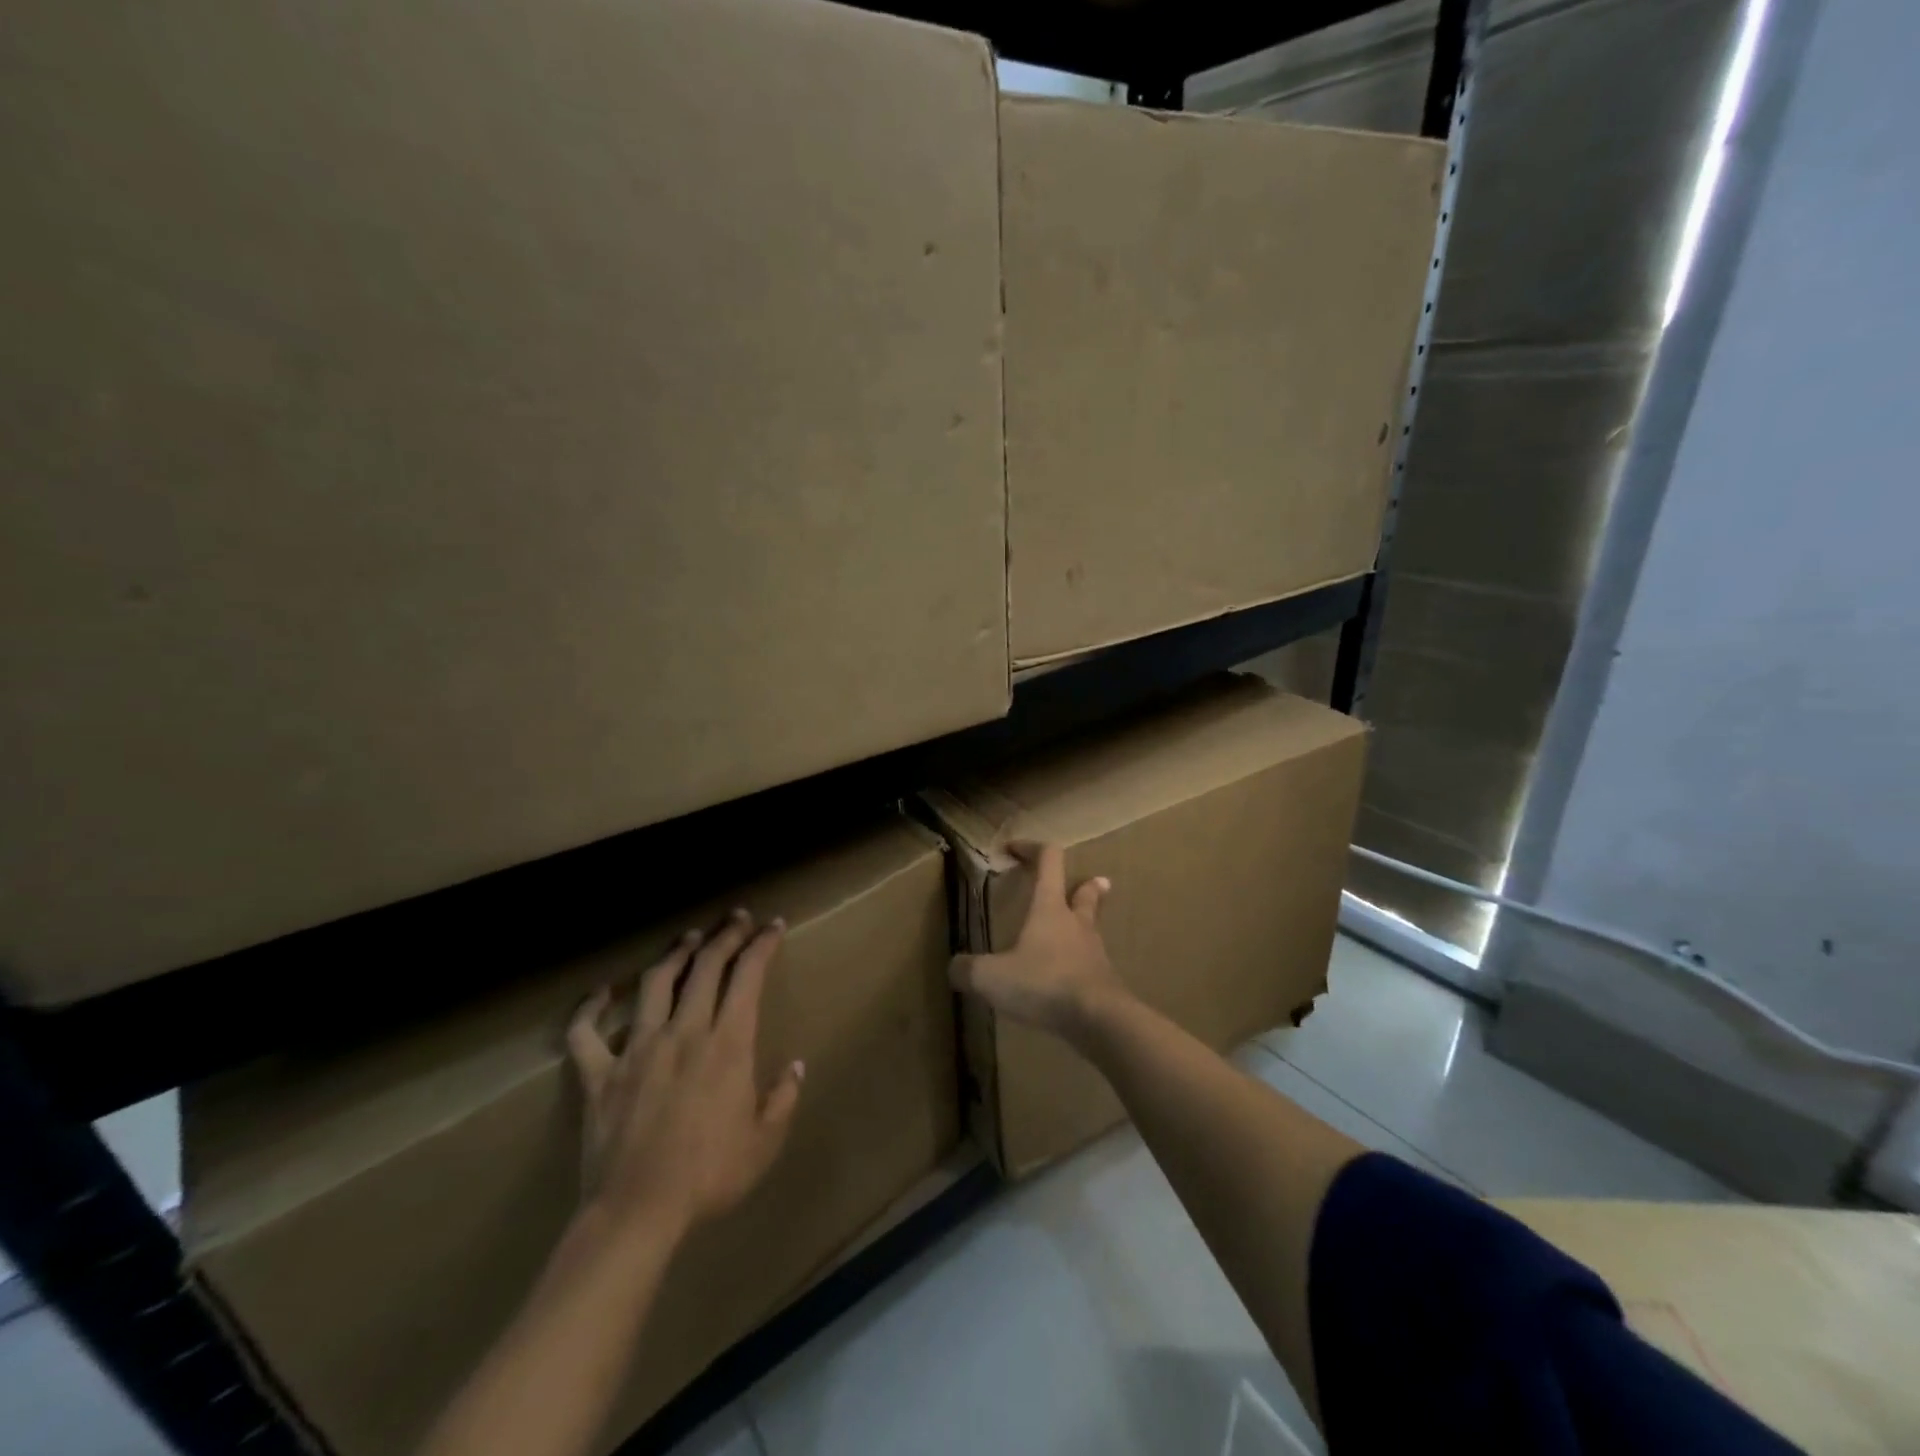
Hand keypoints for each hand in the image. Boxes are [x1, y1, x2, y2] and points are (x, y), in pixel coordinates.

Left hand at [566, 909, 804, 1242]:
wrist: (638, 1213)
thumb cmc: (710, 1176)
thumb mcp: (764, 1141)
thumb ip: (783, 1098)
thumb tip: (796, 1067)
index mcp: (727, 1043)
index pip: (748, 975)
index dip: (762, 944)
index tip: (773, 926)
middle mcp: (684, 1031)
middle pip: (705, 966)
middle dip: (725, 935)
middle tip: (736, 918)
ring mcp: (637, 1049)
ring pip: (655, 983)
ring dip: (675, 955)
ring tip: (688, 939)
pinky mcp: (600, 1074)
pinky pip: (586, 1033)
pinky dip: (590, 1009)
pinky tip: (601, 993)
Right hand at [949, 841, 1125, 1041]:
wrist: (1099, 1021)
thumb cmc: (1044, 983)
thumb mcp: (992, 977)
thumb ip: (968, 970)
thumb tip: (954, 967)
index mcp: (1050, 908)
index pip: (1049, 861)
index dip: (1032, 848)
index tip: (1014, 848)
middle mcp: (1076, 923)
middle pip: (1086, 892)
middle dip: (1084, 884)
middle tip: (1087, 881)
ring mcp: (1095, 953)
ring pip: (1091, 928)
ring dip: (1085, 924)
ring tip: (1077, 929)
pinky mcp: (1105, 982)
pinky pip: (1092, 964)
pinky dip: (1082, 963)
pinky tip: (1071, 979)